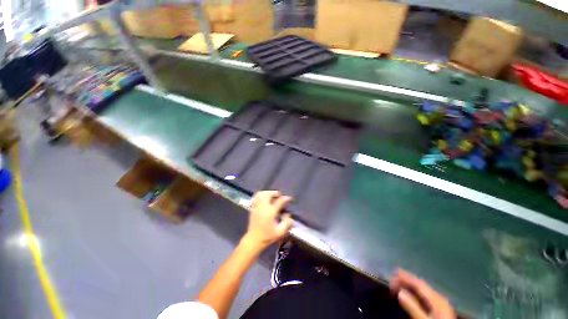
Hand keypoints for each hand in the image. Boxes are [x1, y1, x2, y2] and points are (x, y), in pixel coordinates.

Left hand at [242, 191, 293, 250]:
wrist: (254, 240)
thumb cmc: (267, 236)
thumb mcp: (280, 232)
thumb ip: (286, 223)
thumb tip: (289, 215)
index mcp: (271, 212)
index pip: (279, 201)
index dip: (286, 198)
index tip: (289, 198)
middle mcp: (263, 207)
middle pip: (268, 194)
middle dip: (274, 193)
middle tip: (279, 195)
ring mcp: (257, 207)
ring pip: (261, 194)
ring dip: (267, 193)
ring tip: (271, 195)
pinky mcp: (253, 208)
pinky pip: (255, 198)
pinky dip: (260, 195)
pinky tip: (263, 198)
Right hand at [390, 269, 455, 318]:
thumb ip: (413, 307)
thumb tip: (400, 292)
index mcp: (437, 299)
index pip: (419, 284)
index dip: (406, 276)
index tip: (393, 271)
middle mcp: (439, 298)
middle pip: (421, 286)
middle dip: (406, 281)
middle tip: (391, 281)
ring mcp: (440, 304)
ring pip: (422, 291)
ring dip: (409, 287)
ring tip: (396, 286)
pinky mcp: (438, 310)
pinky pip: (424, 297)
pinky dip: (414, 294)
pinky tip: (408, 295)